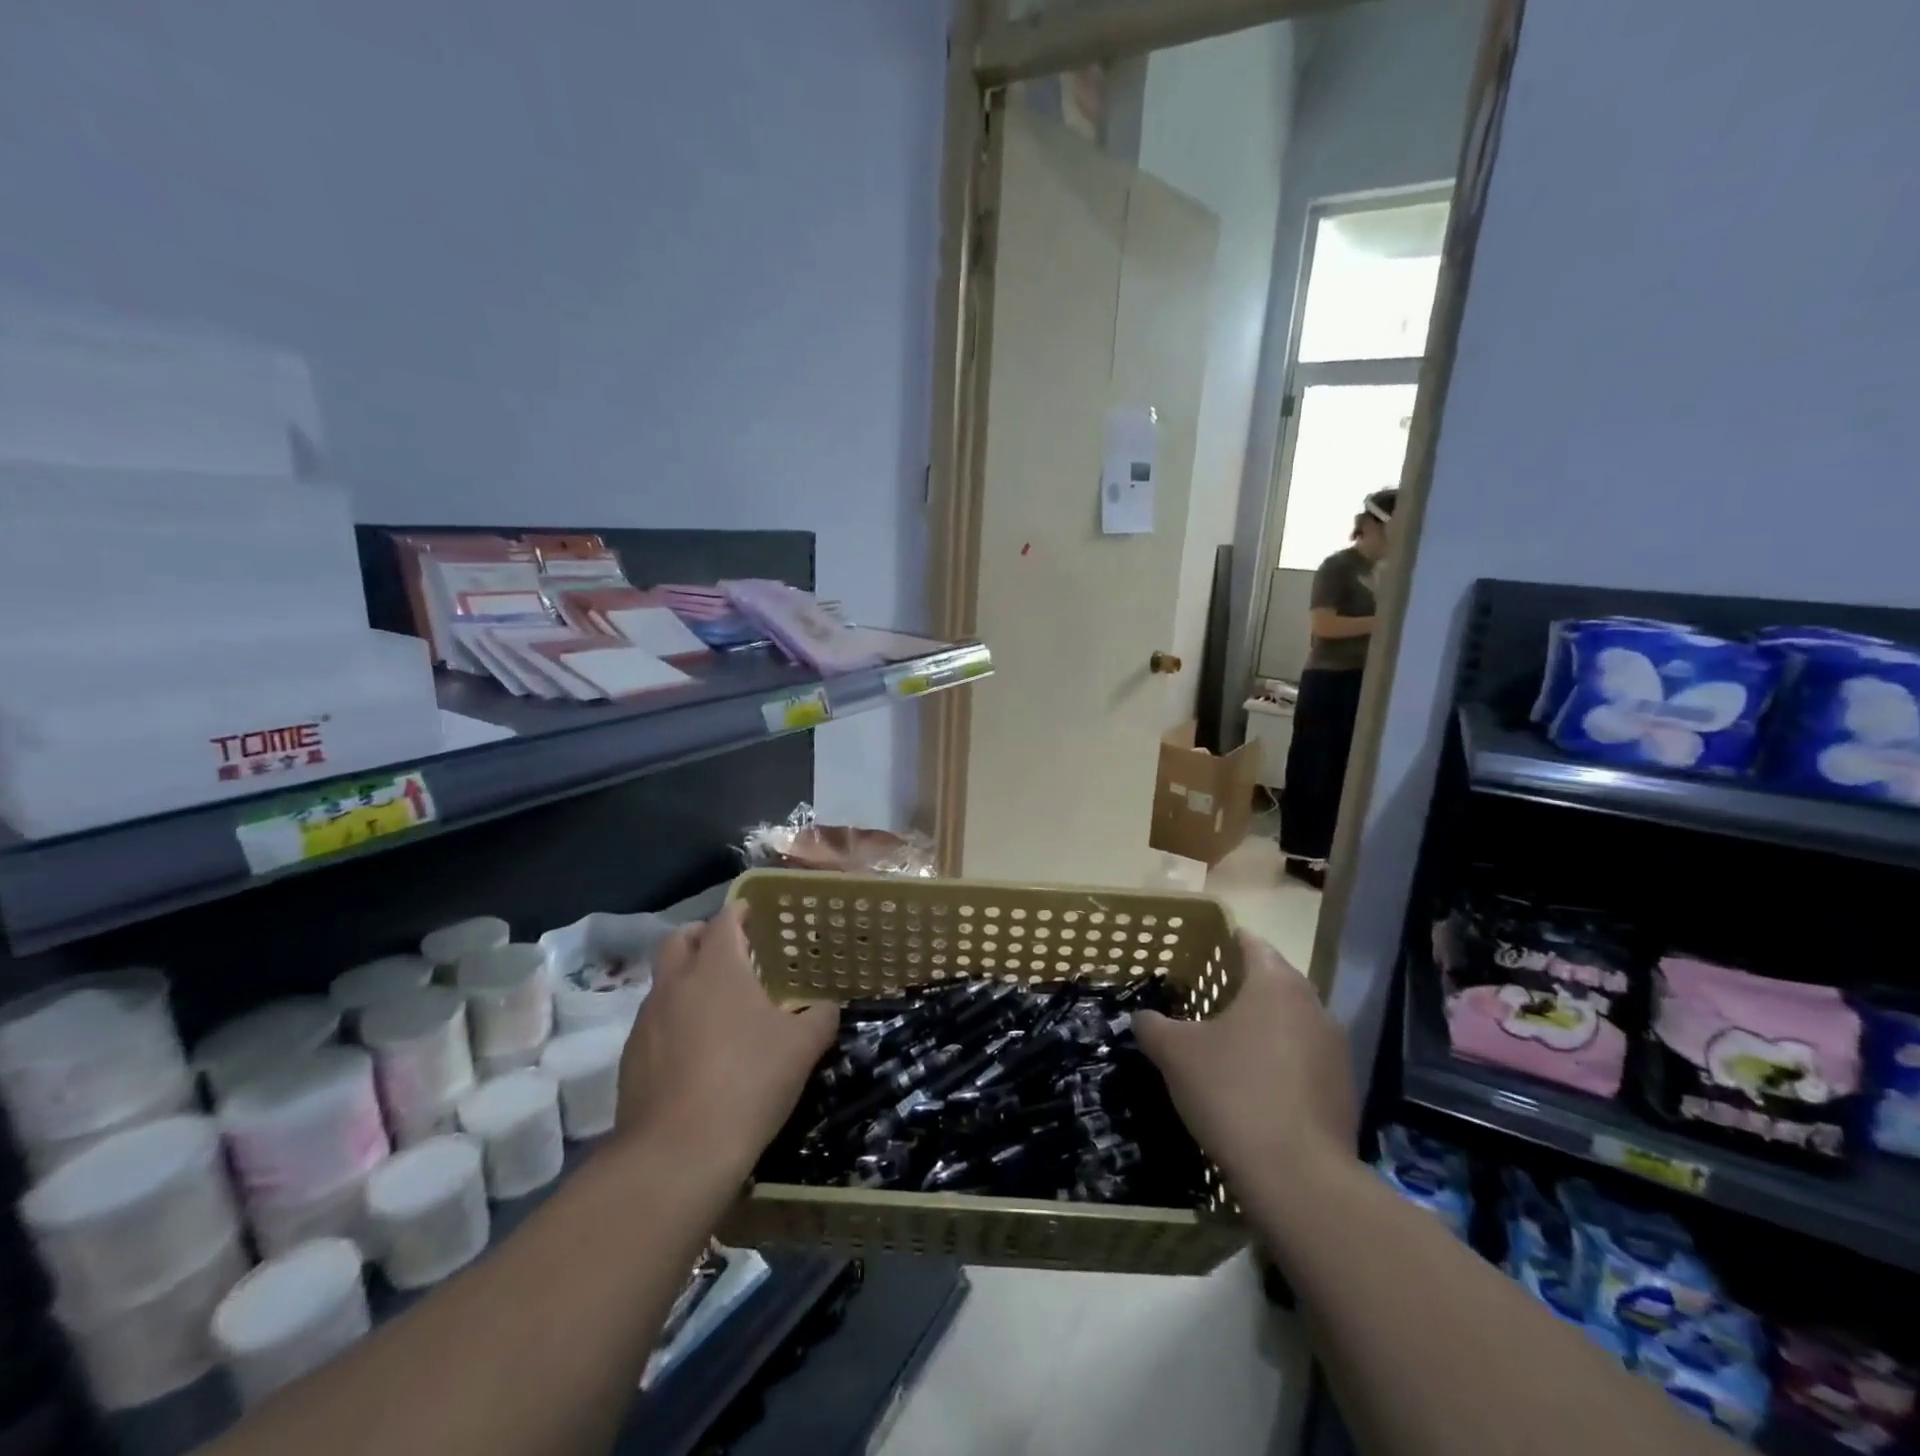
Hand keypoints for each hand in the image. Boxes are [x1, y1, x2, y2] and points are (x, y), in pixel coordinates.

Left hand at [615, 902, 838, 1178]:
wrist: (677, 1154)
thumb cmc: (748, 1082)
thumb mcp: (802, 1047)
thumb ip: (820, 1018)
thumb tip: (829, 1007)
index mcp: (717, 968)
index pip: (724, 920)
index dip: (739, 911)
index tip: (751, 911)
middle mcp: (676, 984)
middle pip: (678, 939)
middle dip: (701, 935)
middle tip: (728, 949)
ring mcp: (647, 1022)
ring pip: (663, 982)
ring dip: (685, 980)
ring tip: (715, 1005)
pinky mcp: (630, 1059)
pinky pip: (653, 1023)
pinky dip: (673, 1021)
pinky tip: (696, 1051)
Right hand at [1134, 931, 1356, 1199]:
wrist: (1297, 1176)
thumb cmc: (1232, 1092)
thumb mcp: (1174, 1054)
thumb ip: (1153, 1026)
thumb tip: (1142, 1018)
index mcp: (1275, 984)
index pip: (1253, 944)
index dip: (1229, 941)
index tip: (1208, 949)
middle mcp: (1313, 1006)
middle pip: (1278, 980)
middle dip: (1247, 984)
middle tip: (1212, 995)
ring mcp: (1335, 1049)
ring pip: (1295, 1020)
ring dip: (1267, 1024)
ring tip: (1232, 1041)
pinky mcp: (1345, 1089)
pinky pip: (1307, 1058)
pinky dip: (1284, 1060)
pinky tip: (1258, 1084)